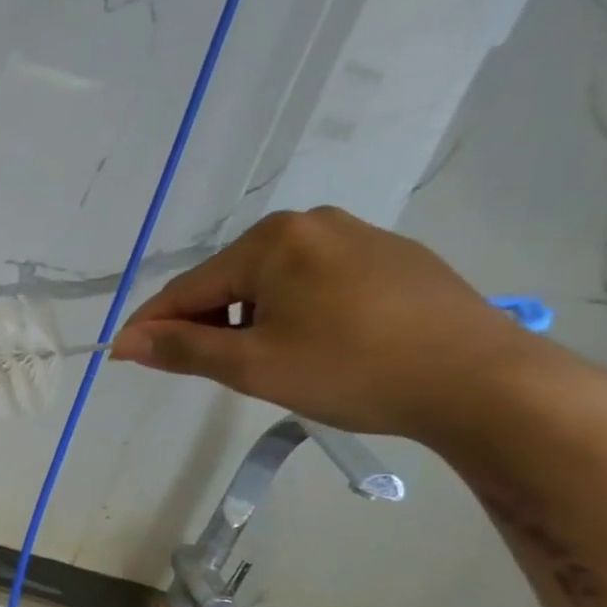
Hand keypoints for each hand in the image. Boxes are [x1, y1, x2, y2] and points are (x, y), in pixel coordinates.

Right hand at [110, 207, 570, 444]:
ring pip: (274, 282)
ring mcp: (359, 236)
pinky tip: (314, 345)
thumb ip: (183, 349)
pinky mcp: (394, 259)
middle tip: (204, 368)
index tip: (123, 354)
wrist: (484, 382)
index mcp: (273, 240)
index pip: (190, 287)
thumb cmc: (352, 370)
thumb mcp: (253, 366)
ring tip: (265, 362)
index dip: (152, 325)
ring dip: (250, 319)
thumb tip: (126, 343)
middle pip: (231, 279)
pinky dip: (294, 311)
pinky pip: (316, 282)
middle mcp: (312, 223)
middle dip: (208, 322)